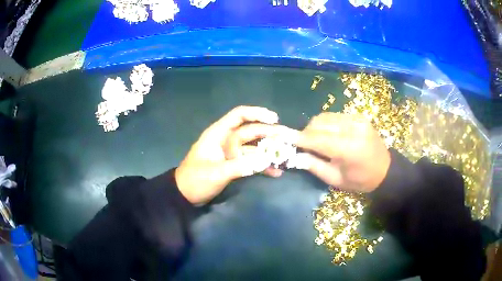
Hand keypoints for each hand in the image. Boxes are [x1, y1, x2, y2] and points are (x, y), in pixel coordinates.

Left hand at [175, 106, 282, 204]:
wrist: (185, 195)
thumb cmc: (196, 180)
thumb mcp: (217, 173)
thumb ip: (241, 166)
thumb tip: (266, 160)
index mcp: (218, 134)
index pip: (239, 115)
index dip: (257, 113)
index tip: (274, 119)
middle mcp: (227, 140)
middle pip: (250, 131)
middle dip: (268, 134)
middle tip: (287, 139)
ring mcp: (231, 153)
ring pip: (253, 147)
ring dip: (268, 151)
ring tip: (286, 156)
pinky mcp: (234, 165)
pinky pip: (251, 161)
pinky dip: (262, 166)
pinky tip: (275, 172)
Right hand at [296, 113, 390, 192]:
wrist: (385, 170)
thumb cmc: (360, 180)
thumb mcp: (335, 179)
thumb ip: (313, 165)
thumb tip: (295, 154)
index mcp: (348, 148)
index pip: (316, 139)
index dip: (297, 138)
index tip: (280, 136)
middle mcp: (353, 128)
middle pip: (319, 123)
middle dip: (306, 133)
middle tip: (303, 146)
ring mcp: (357, 119)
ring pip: (325, 117)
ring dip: (315, 127)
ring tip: (317, 141)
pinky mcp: (359, 116)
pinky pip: (335, 116)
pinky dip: (326, 124)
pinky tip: (330, 135)